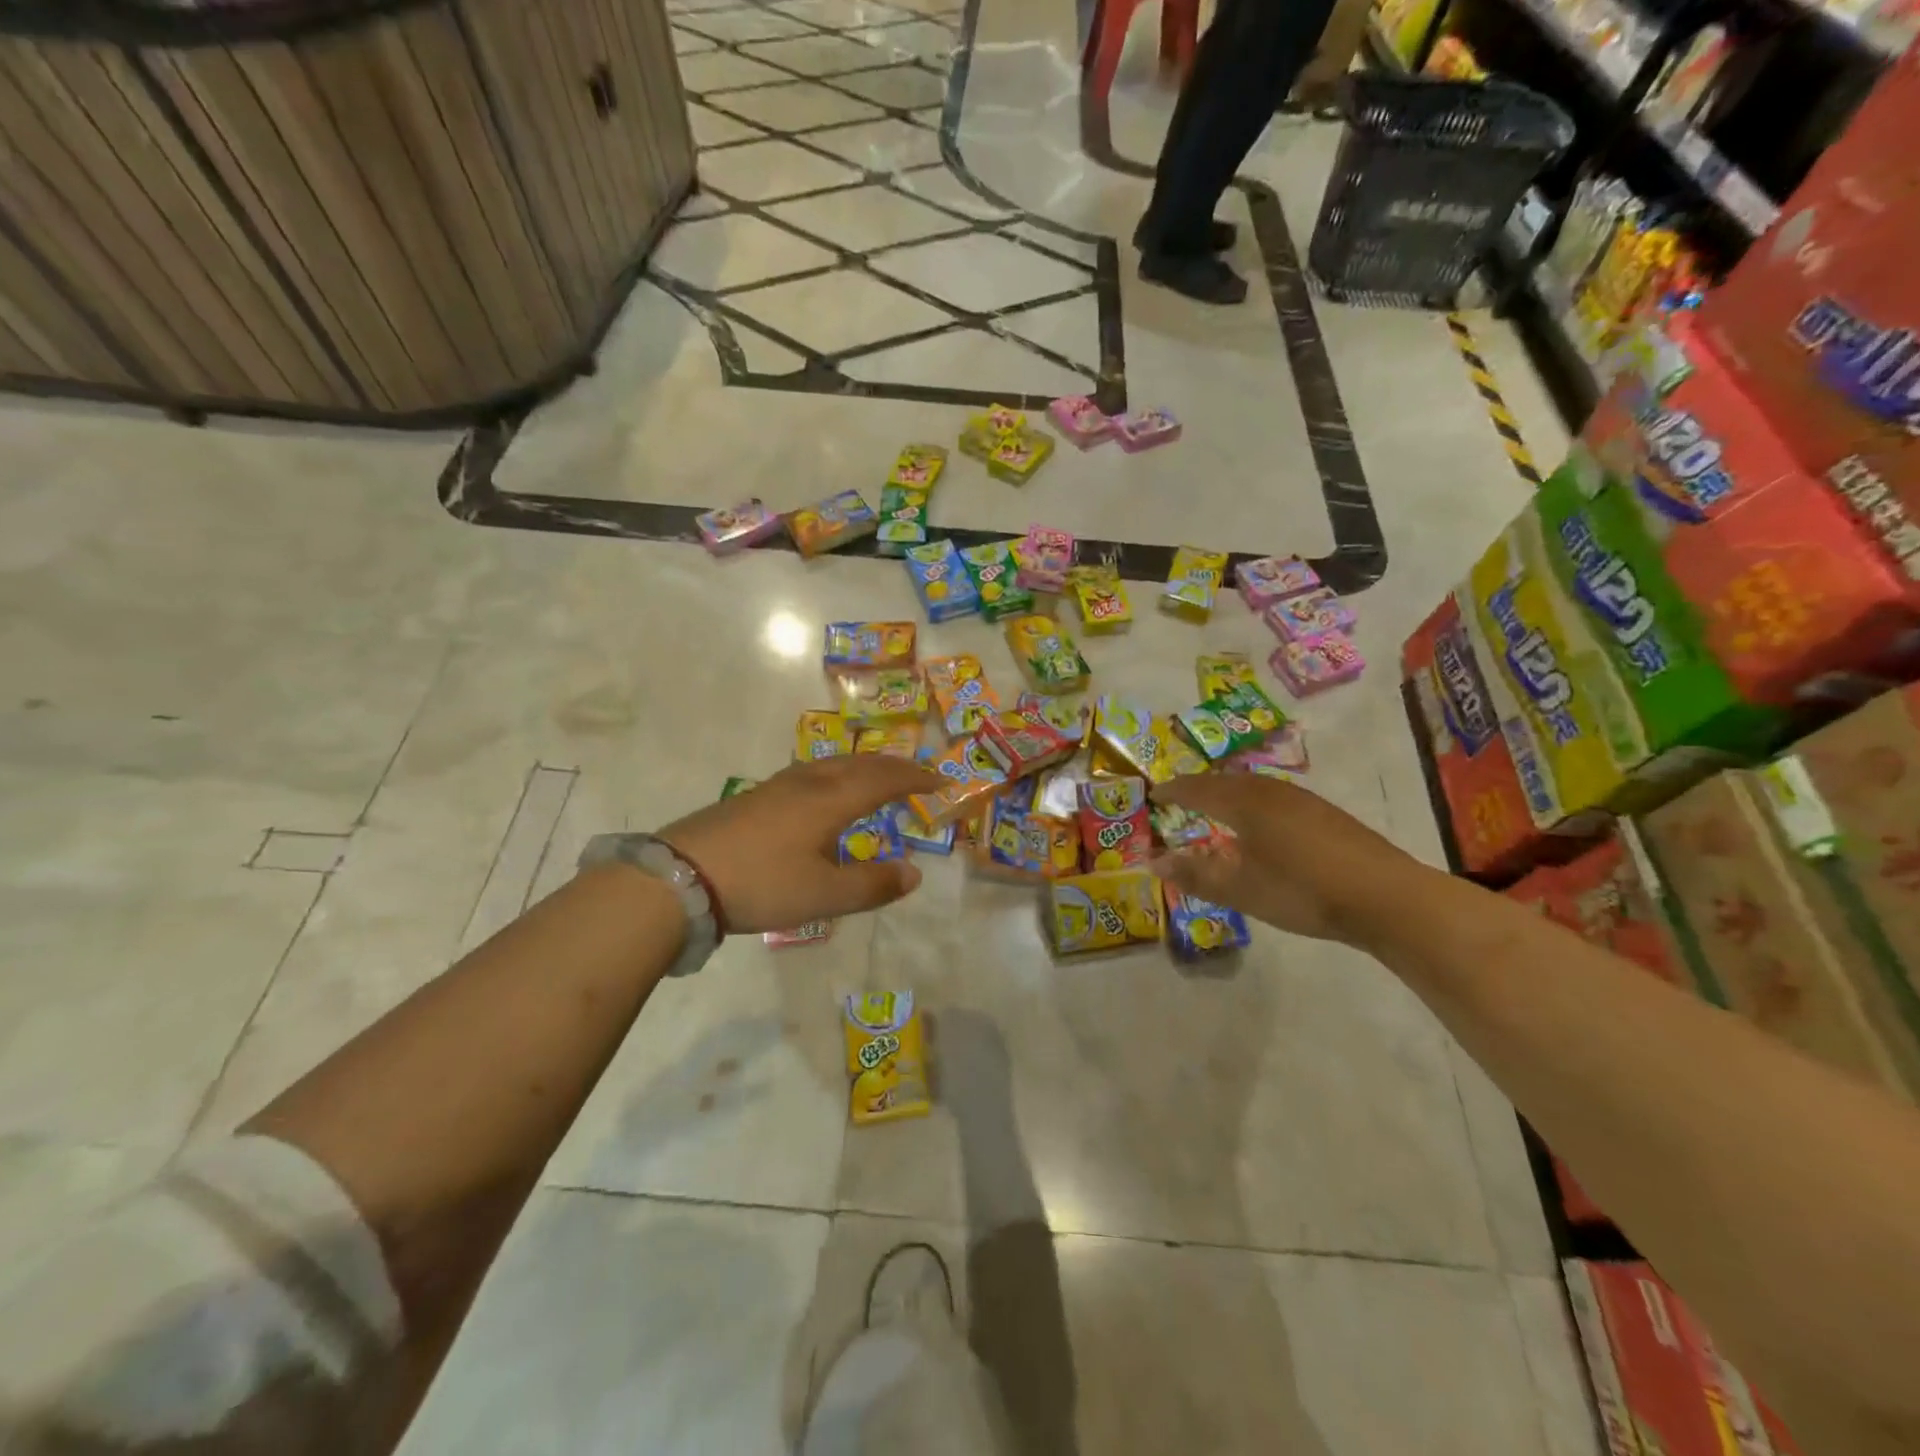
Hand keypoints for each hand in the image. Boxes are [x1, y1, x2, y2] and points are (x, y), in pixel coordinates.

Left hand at [659, 756, 939, 934]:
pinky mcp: (754, 797)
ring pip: (832, 765)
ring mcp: (777, 786)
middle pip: (859, 764)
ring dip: (863, 767)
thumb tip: (914, 874)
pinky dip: (836, 776)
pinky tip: (823, 794)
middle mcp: (808, 783)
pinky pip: (810, 774)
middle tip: (917, 774)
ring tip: (876, 778)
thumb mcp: (823, 895)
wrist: (678, 877)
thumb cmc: (761, 883)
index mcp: (830, 799)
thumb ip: (872, 885)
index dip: (916, 779)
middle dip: (893, 767)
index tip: (942, 781)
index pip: (884, 779)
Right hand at [1148, 774, 1424, 943]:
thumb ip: (1195, 874)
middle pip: (1226, 782)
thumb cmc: (1302, 890)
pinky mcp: (1326, 814)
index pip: (1198, 789)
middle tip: (1182, 798)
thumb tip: (1153, 861)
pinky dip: (1254, 804)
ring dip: (1229, 794)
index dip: (1174, 791)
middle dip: (1200, 788)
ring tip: (1217, 808)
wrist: (1385, 897)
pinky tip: (1262, 825)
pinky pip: (1274, 798)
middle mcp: (1271, 792)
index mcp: (1245, 803)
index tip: (1155, 794)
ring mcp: (1303, 801)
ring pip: (1254, 787)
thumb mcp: (1240, 888)